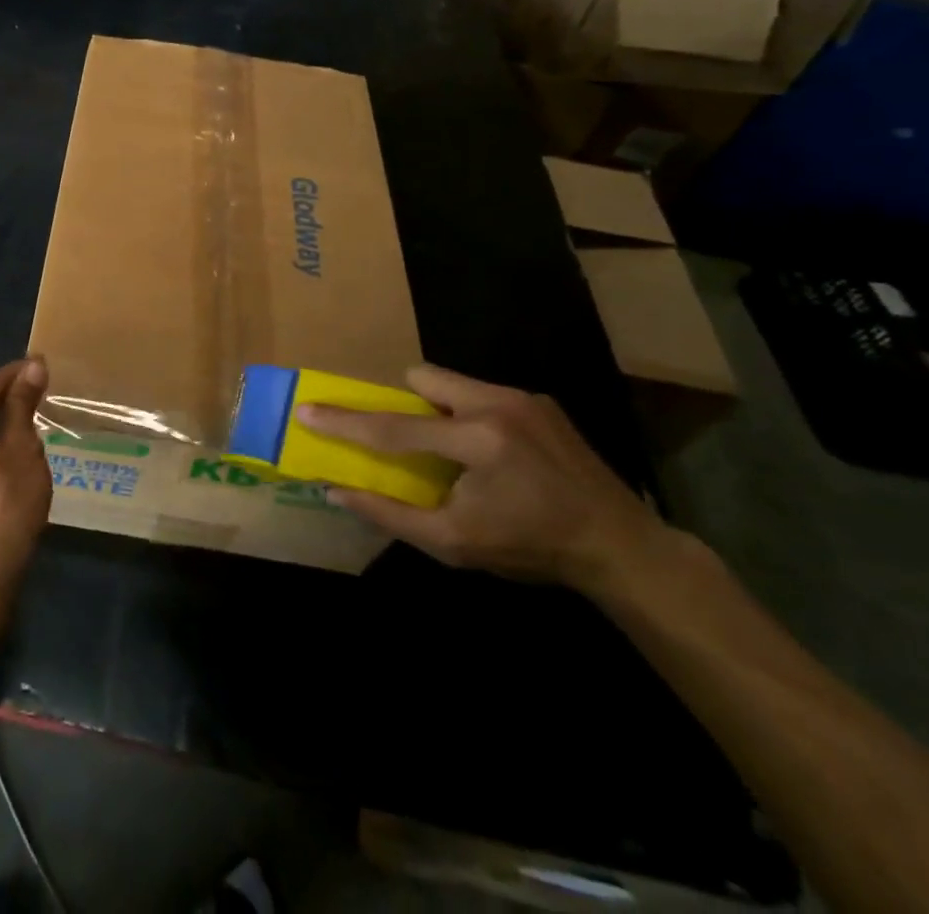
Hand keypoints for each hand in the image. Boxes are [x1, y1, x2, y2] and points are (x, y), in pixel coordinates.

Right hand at [299, 364, 664, 593]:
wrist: (622, 547)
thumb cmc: (532, 549)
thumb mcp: (455, 544)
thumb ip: (390, 514)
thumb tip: (336, 490)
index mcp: (476, 441)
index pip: (393, 428)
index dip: (345, 422)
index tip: (307, 410)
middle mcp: (497, 405)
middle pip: (422, 378)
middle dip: (406, 405)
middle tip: (414, 443)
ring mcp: (523, 398)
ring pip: (451, 382)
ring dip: (438, 409)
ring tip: (457, 451)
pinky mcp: (540, 401)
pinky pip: (482, 393)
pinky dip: (469, 415)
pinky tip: (495, 454)